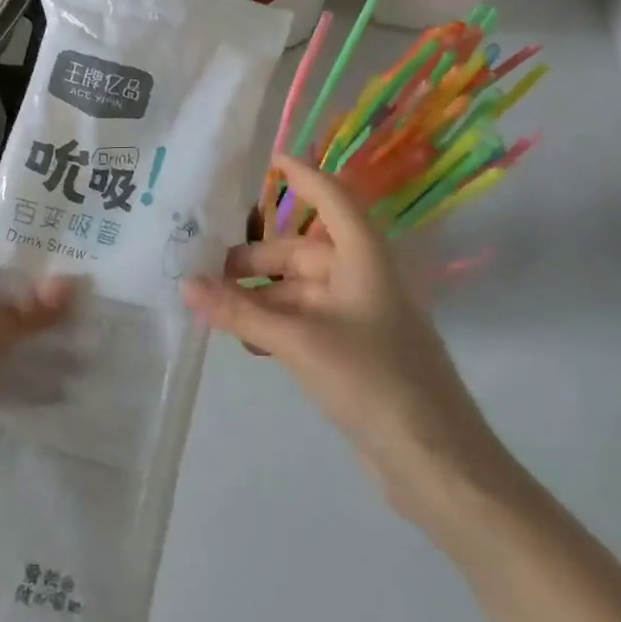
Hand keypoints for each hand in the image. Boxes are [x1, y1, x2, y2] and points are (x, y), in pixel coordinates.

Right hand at [182, 154, 503, 517]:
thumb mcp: (299, 341)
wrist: (435, 462)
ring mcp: (358, 317)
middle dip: (254, 260)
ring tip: (214, 307)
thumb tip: (185, 286)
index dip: (302, 175)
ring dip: (259, 297)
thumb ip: (241, 312)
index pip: (331, 197)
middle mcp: (361, 278)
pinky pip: (305, 323)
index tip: (268, 159)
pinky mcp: (353, 352)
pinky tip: (244, 341)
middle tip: (205, 270)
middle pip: (300, 251)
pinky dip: (274, 325)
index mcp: (363, 257)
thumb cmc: (372, 380)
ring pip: (298, 291)